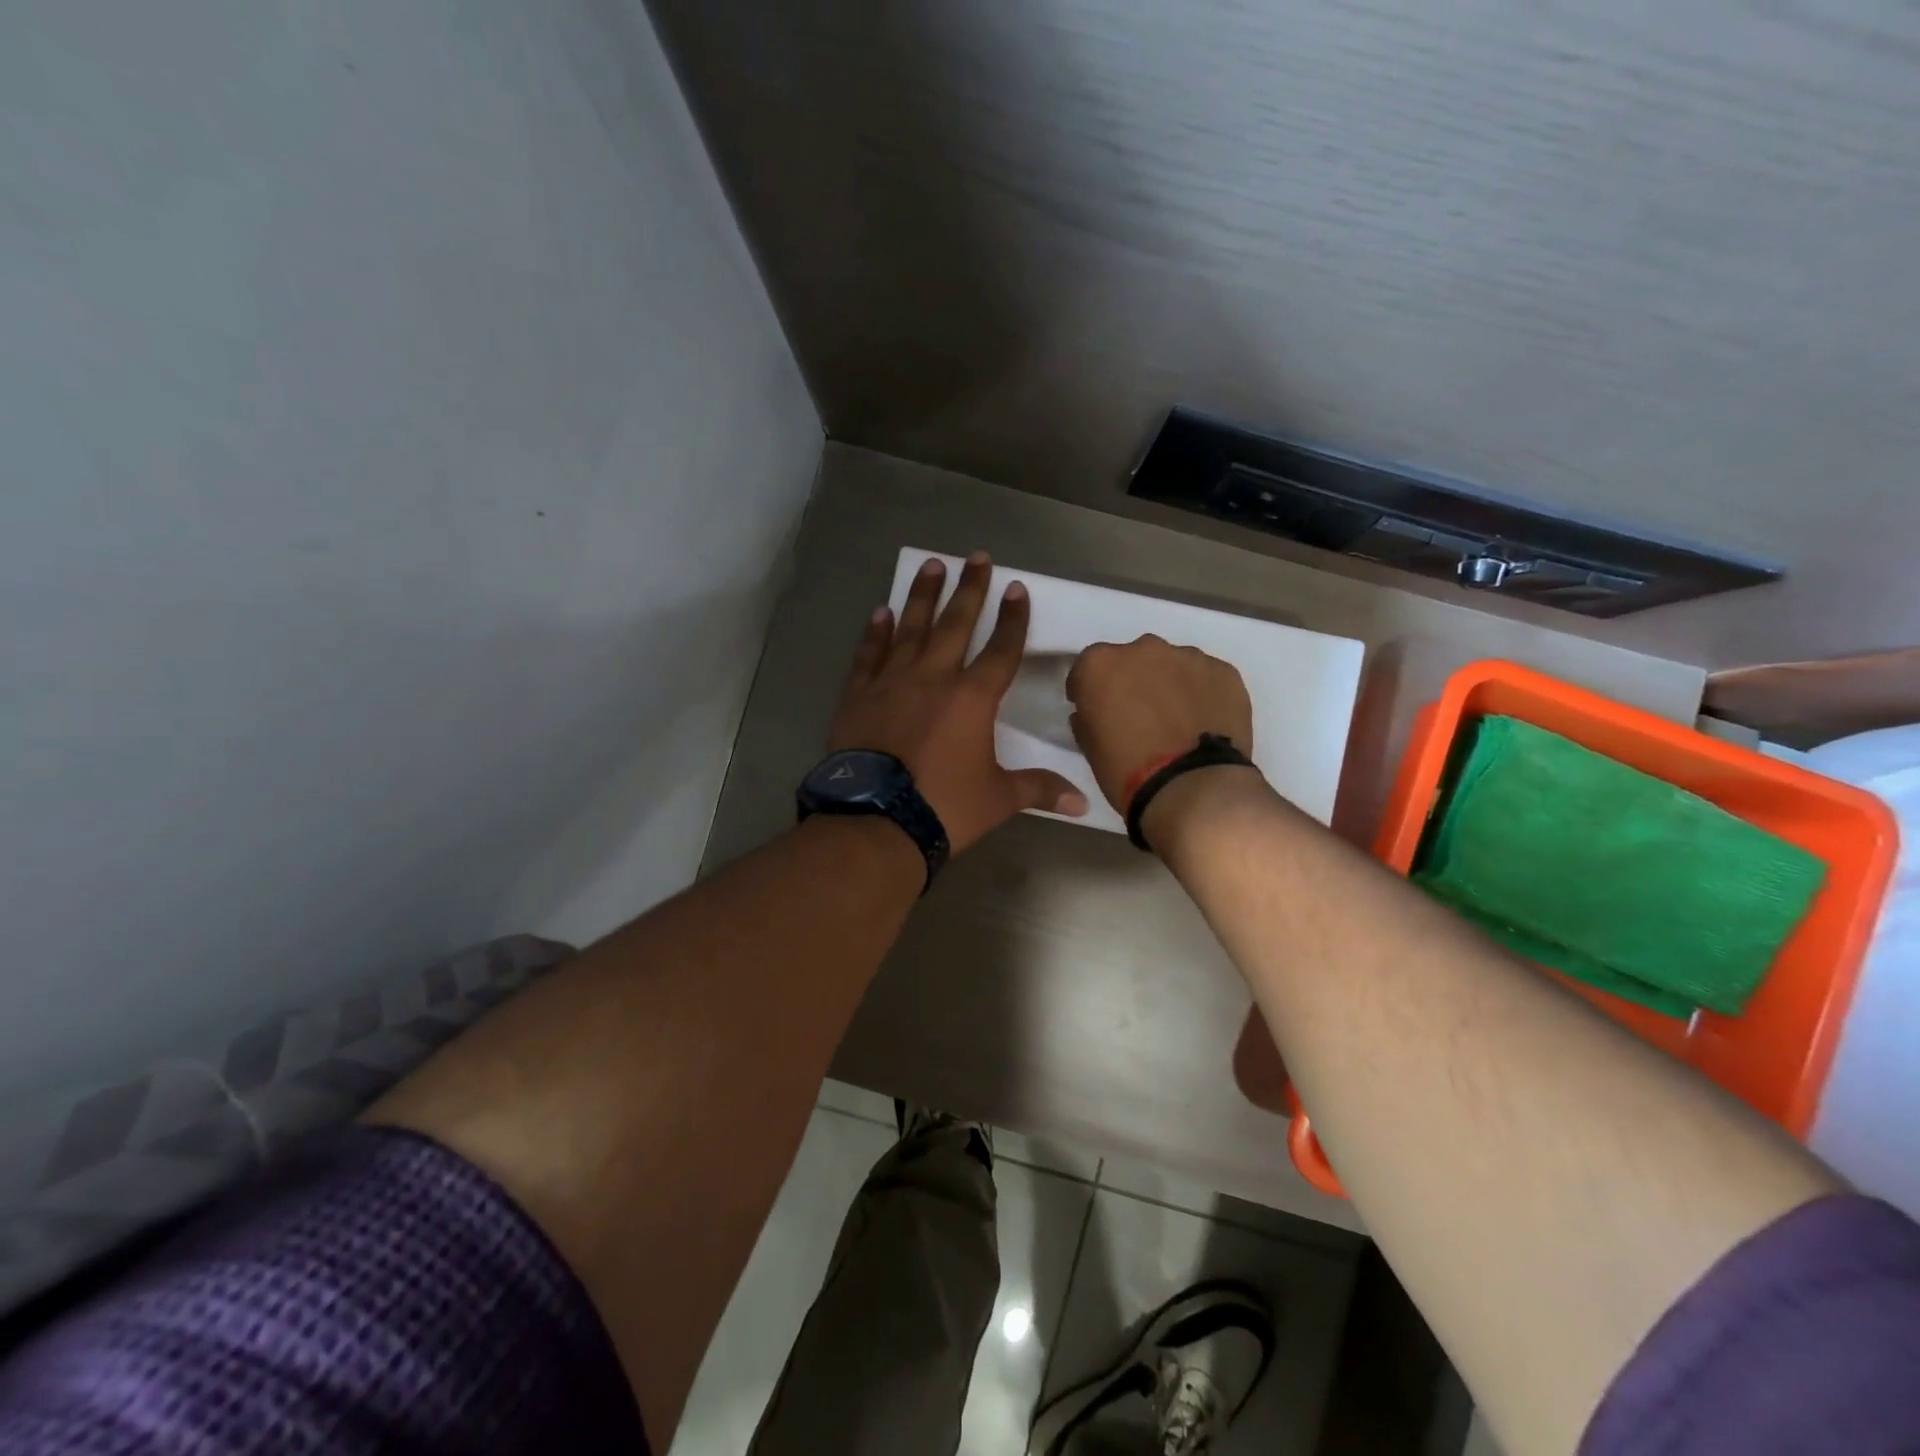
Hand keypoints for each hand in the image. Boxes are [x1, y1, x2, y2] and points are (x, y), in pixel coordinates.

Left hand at [827, 553, 1087, 852]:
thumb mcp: (998, 799)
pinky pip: (869, 655)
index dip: (1013, 619)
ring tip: (932, 565)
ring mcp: (892, 682)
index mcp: (973, 698)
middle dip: (970, 590)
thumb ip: (1039, 790)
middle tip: (976, 558)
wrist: (877, 820)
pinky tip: (882, 612)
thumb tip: (1082, 803)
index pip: (1001, 650)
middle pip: (956, 624)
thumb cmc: (945, 807)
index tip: (1017, 589)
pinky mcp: (858, 695)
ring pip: (911, 628)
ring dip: (924, 596)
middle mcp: (934, 677)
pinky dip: (875, 632)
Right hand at [1065, 635, 1254, 816]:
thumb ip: (1089, 718)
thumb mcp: (1091, 748)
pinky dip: (1203, 694)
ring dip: (1170, 685)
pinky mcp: (1224, 671)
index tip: (1097, 710)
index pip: (1088, 669)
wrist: (1192, 789)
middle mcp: (1143, 649)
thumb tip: (1097, 712)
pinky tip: (1205, 723)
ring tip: (1178, 722)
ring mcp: (1188, 657)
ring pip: (1173, 665)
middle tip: (1140, 716)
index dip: (1091, 691)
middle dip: (1133, 682)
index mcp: (1101, 665)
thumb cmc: (1128, 772)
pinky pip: (1207, 678)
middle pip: (1133, 660)